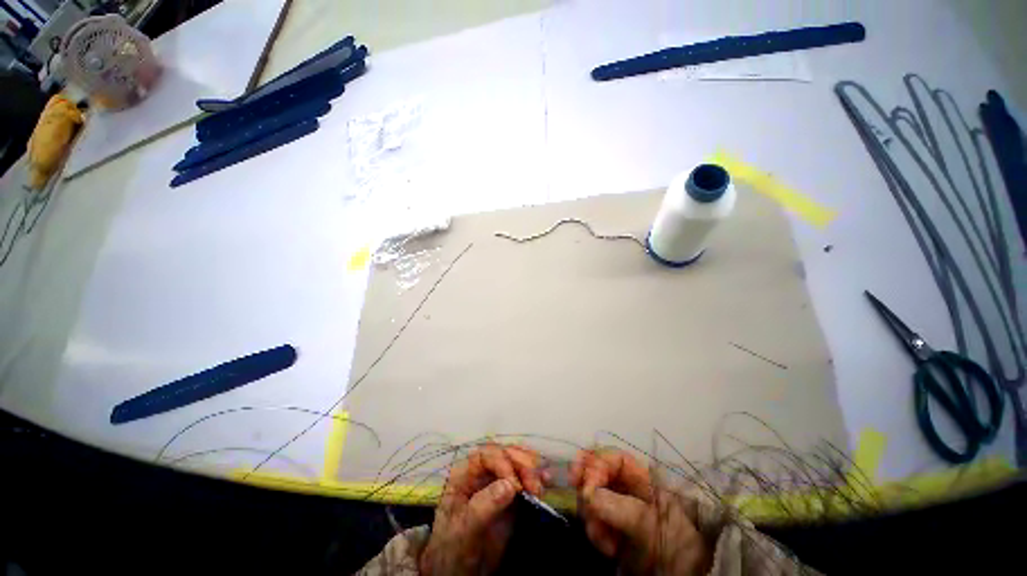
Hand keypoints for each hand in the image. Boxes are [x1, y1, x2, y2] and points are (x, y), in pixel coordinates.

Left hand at [420, 444, 543, 575]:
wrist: (459, 572)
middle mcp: (483, 473)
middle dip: (522, 464)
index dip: (502, 463)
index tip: (515, 485)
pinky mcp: (512, 496)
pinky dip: (537, 477)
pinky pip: (525, 479)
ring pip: (517, 462)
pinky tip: (547, 480)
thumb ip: (483, 506)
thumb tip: (510, 485)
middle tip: (534, 485)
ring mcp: (498, 482)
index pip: (486, 455)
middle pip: (505, 454)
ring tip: (543, 483)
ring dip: (532, 468)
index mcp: (465, 474)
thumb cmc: (453, 547)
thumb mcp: (463, 528)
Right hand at [571, 449, 710, 575]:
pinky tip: (607, 549)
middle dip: (587, 487)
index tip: (582, 479)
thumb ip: (621, 507)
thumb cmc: (676, 547)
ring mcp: (619, 509)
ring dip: (591, 515)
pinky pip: (593, 520)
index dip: (596, 463)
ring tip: (603, 539)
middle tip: (581, 499)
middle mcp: (628, 490)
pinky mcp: (612, 530)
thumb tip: (588, 494)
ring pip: (591, 497)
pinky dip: (594, 532)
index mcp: (643, 481)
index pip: (614, 459)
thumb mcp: (652, 525)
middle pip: (598, 474)